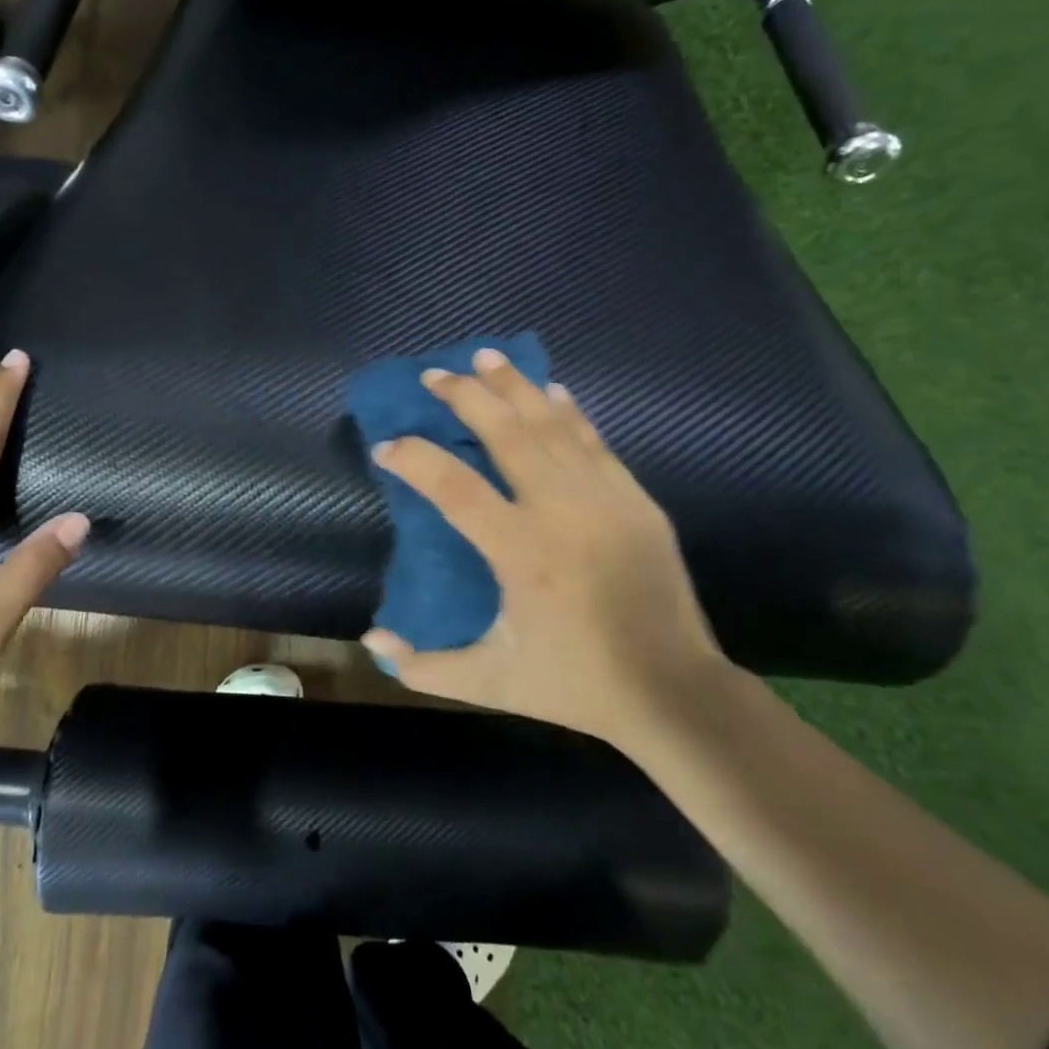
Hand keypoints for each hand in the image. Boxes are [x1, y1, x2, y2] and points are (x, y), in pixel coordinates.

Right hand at [360, 348, 726, 749]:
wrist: (675, 690)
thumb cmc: (575, 684)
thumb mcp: (490, 684)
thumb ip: (424, 666)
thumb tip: (373, 638)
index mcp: (523, 553)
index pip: (455, 488)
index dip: (416, 460)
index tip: (387, 445)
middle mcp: (562, 511)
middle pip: (506, 433)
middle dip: (466, 397)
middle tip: (435, 374)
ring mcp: (605, 499)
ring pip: (552, 425)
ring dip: (515, 387)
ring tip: (486, 358)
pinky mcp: (636, 500)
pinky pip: (594, 441)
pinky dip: (568, 411)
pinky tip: (551, 389)